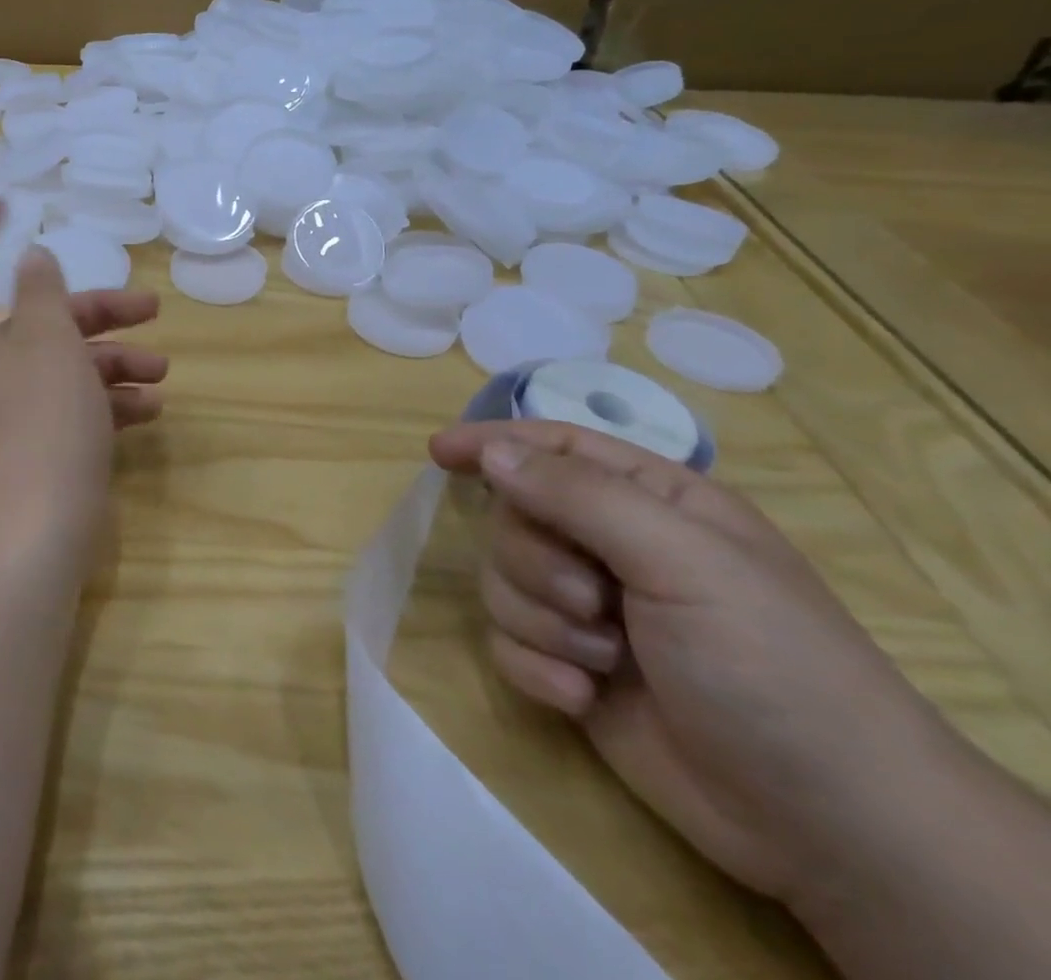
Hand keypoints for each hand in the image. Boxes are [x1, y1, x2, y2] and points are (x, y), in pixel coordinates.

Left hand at [0, 200, 166, 581]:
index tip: (5, 204)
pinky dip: (106, 403)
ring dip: (110, 361)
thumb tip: (32, 257)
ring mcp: (5, 418)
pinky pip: (70, 411)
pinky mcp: (33, 453)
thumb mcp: (44, 345)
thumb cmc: (33, 427)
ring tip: (161, 367)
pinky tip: (149, 409)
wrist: (26, 545)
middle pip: (34, 322)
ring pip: (60, 367)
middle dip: (92, 311)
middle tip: (147, 306)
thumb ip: (41, 294)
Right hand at [430, 420, 949, 910]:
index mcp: (651, 503)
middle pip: (516, 519)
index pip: (553, 447)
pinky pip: (507, 643)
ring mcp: (591, 612)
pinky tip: (584, 699)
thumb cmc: (771, 665)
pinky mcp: (572, 669)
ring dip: (543, 622)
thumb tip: (492, 452)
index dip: (494, 443)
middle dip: (538, 562)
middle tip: (594, 602)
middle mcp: (614, 548)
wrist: (829, 826)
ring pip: (504, 581)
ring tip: (605, 662)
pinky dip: (536, 669)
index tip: (439, 452)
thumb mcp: (682, 559)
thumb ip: (578, 496)